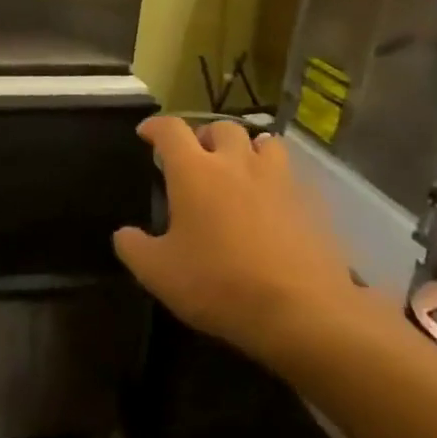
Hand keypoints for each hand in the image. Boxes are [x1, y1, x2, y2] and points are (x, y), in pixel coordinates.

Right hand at [114, 117, 362, 366]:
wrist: (302, 311)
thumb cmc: (219, 284)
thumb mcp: (157, 273)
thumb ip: (133, 247)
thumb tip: (125, 234)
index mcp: (194, 172)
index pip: (171, 130)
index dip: (155, 126)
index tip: (146, 133)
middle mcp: (237, 163)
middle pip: (221, 128)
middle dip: (204, 137)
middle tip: (195, 159)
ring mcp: (280, 180)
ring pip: (264, 142)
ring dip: (246, 149)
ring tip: (238, 171)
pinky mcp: (312, 202)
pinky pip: (291, 175)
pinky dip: (275, 179)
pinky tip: (270, 204)